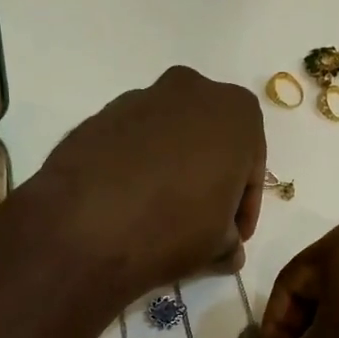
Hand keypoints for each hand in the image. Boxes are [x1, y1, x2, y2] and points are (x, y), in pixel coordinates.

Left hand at [34, 67, 265, 297]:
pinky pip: (132, 143)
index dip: (245, 206)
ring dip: (173, 169)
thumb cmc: (175, 227)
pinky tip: (129, 203)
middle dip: (210, 178)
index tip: (235, 236)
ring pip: (170, 138)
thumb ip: (231, 240)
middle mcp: (191, 89)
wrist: (87, 226)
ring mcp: (140, 98)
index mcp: (236, 111)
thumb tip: (226, 247)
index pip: (251, 166)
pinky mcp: (100, 115)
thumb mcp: (220, 245)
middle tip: (203, 220)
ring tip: (161, 214)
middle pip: (211, 141)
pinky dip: (137, 167)